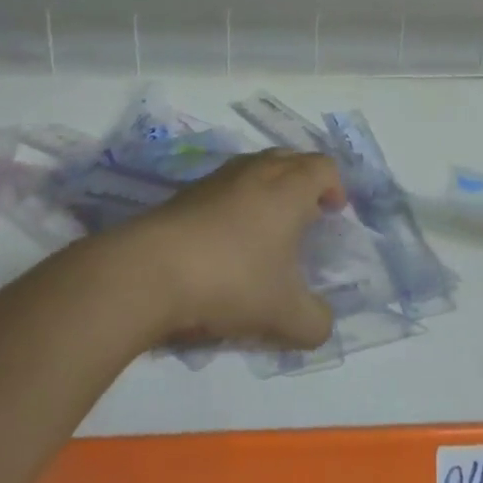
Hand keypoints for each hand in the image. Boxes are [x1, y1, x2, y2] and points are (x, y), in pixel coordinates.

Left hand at [125, 150, 344, 350]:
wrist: (148, 272)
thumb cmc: (231, 280)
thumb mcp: (283, 314)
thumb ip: (314, 322)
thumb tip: (323, 325)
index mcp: (289, 187)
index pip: (324, 166)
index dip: (335, 186)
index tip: (333, 214)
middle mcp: (257, 171)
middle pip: (291, 158)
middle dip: (304, 181)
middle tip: (305, 215)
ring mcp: (218, 178)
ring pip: (255, 168)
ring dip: (268, 189)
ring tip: (265, 227)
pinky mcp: (185, 193)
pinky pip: (224, 186)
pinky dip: (235, 202)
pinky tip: (225, 241)